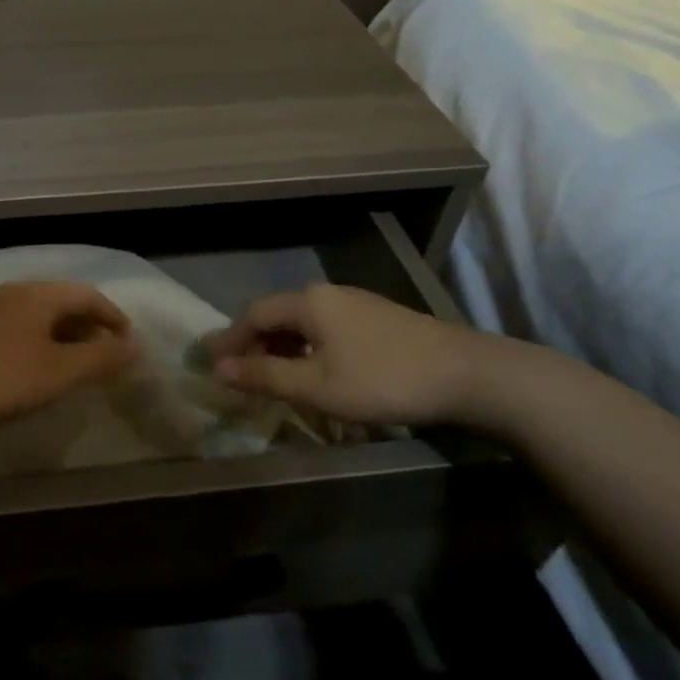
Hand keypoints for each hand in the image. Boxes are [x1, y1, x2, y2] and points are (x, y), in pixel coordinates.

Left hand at [0, 280, 138, 440]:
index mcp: (38, 295)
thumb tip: (135, 346)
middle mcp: (12, 291)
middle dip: (88, 326)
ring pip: (36, 314)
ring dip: (62, 335)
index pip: (88, 295)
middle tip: (104, 357)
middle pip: (61, 301)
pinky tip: (29, 367)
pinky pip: (15, 326)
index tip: (128, 345)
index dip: (113, 318)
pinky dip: (36, 341)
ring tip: (71, 365)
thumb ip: (99, 359)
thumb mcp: (56, 373)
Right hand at [202, 282, 489, 426]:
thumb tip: (217, 369)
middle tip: (241, 376)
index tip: (213, 366)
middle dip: (254, 344)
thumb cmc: (382, 379)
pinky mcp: (376, 318)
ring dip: (281, 348)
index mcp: (308, 302)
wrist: (466, 374)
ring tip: (274, 378)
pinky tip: (315, 371)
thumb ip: (264, 376)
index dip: (230, 341)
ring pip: (303, 322)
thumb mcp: (316, 386)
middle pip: (277, 315)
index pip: (253, 315)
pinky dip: (307, 348)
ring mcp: (355, 303)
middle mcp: (328, 293)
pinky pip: (325, 327)